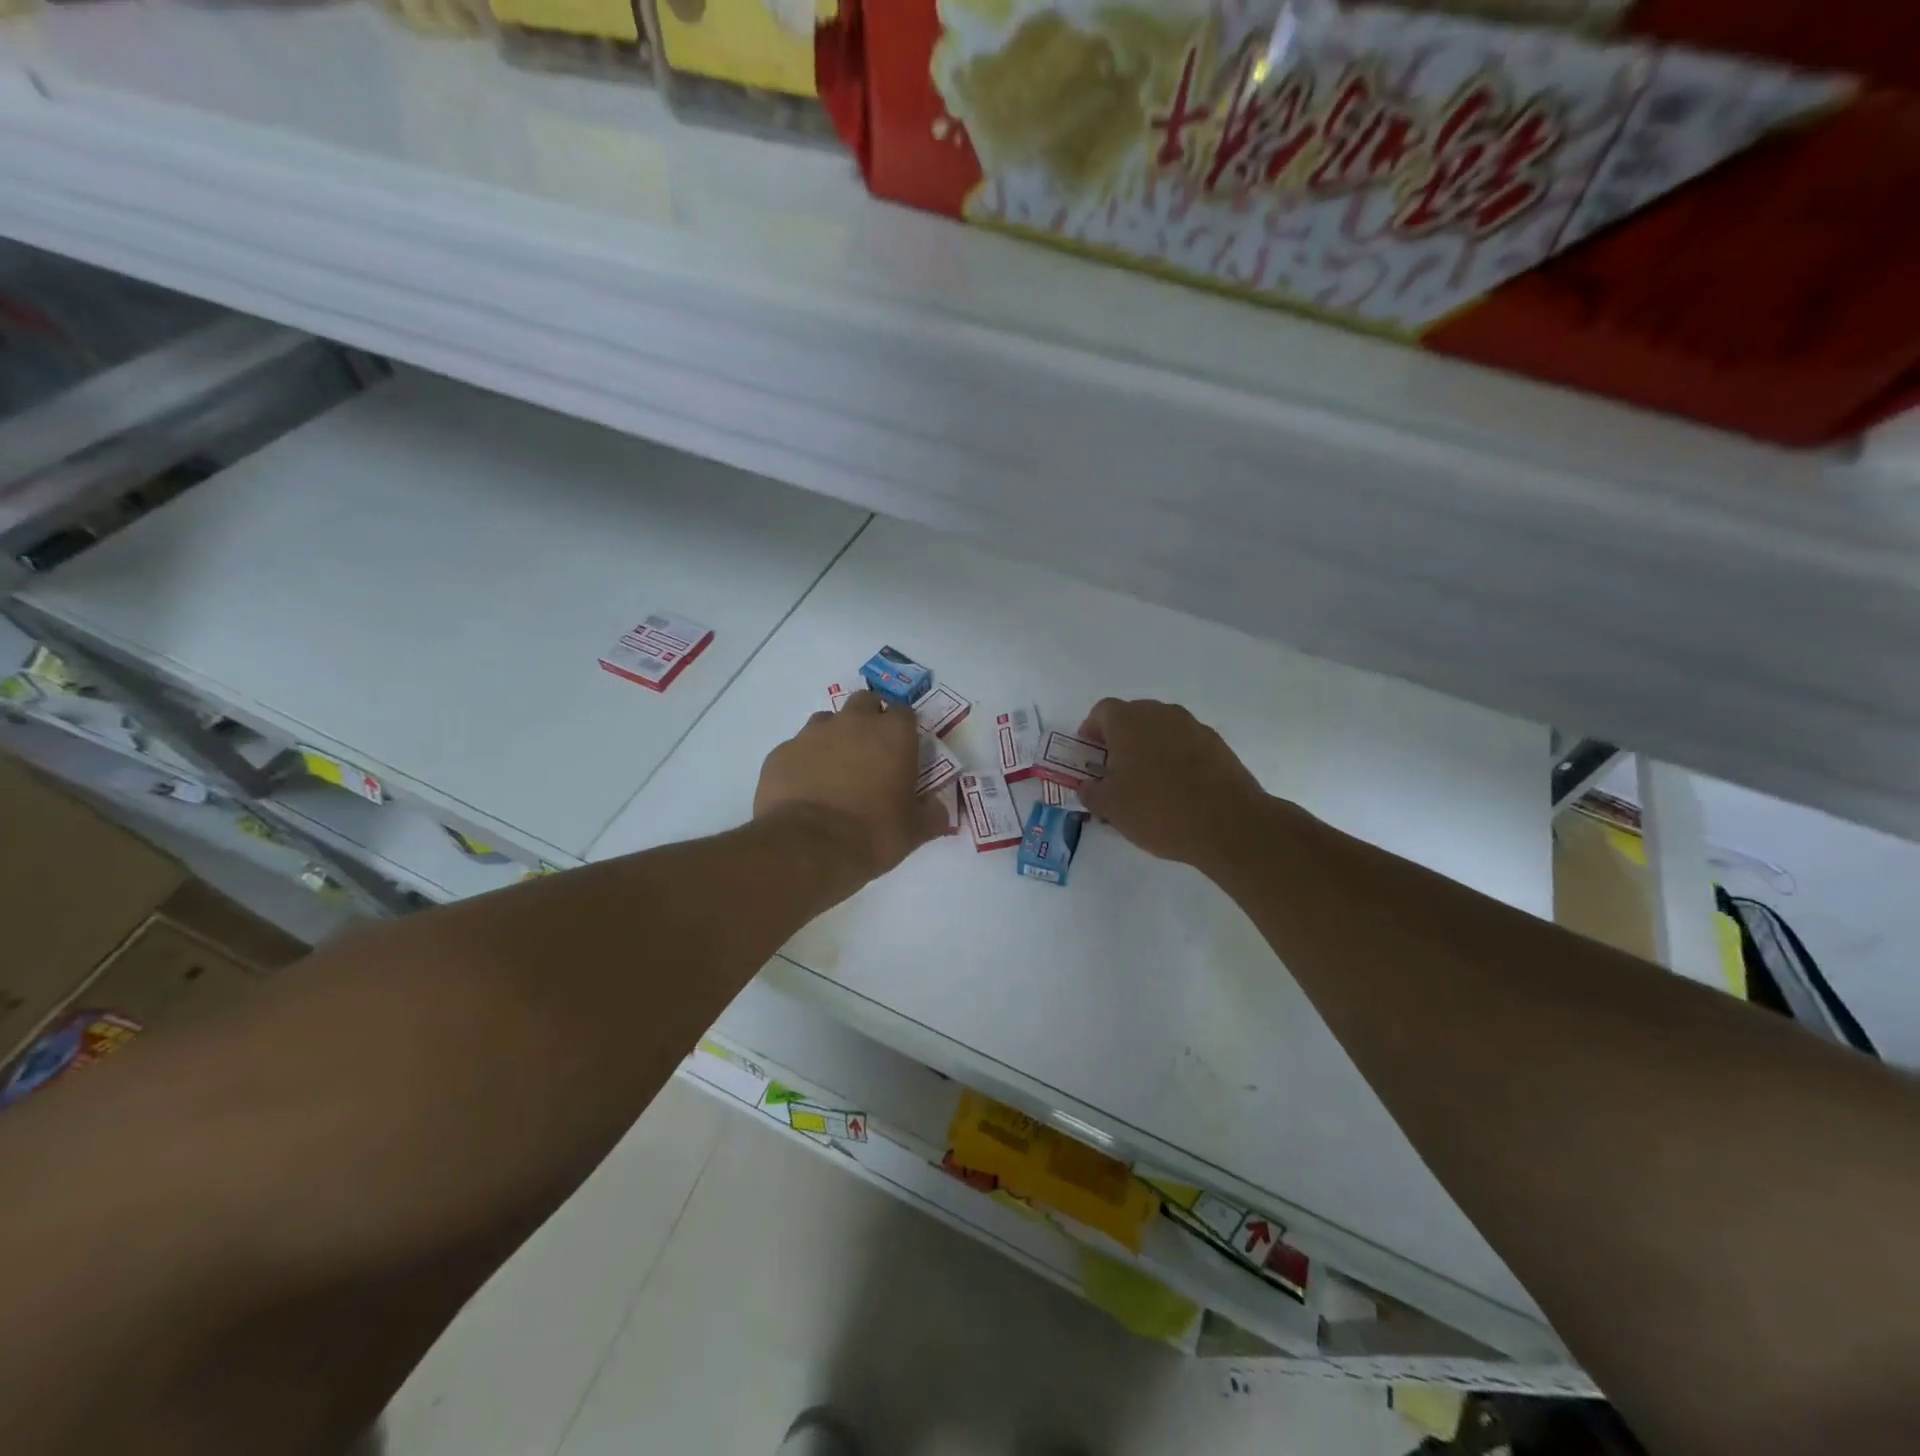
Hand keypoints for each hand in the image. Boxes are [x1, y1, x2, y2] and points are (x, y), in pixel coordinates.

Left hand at [754, 690, 948, 883]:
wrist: (808, 848)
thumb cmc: (873, 834)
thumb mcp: (914, 831)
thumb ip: (932, 815)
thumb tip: (940, 811)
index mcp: (893, 734)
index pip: (904, 712)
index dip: (904, 729)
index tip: (903, 751)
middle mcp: (853, 722)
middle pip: (865, 702)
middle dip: (868, 719)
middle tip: (870, 753)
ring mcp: (812, 733)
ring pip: (828, 721)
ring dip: (835, 737)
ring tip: (835, 771)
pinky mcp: (781, 752)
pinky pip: (797, 748)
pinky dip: (804, 761)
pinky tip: (805, 789)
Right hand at [1077, 698, 1269, 868]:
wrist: (1228, 824)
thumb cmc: (1157, 810)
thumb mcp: (1111, 808)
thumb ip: (1091, 792)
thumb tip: (1088, 785)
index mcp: (1128, 721)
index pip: (1101, 712)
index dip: (1091, 731)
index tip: (1090, 756)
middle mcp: (1161, 713)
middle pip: (1132, 717)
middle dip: (1120, 740)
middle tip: (1115, 771)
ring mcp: (1193, 726)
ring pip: (1161, 730)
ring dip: (1149, 748)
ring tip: (1147, 784)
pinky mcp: (1218, 744)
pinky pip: (1185, 744)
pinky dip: (1175, 758)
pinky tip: (1177, 789)